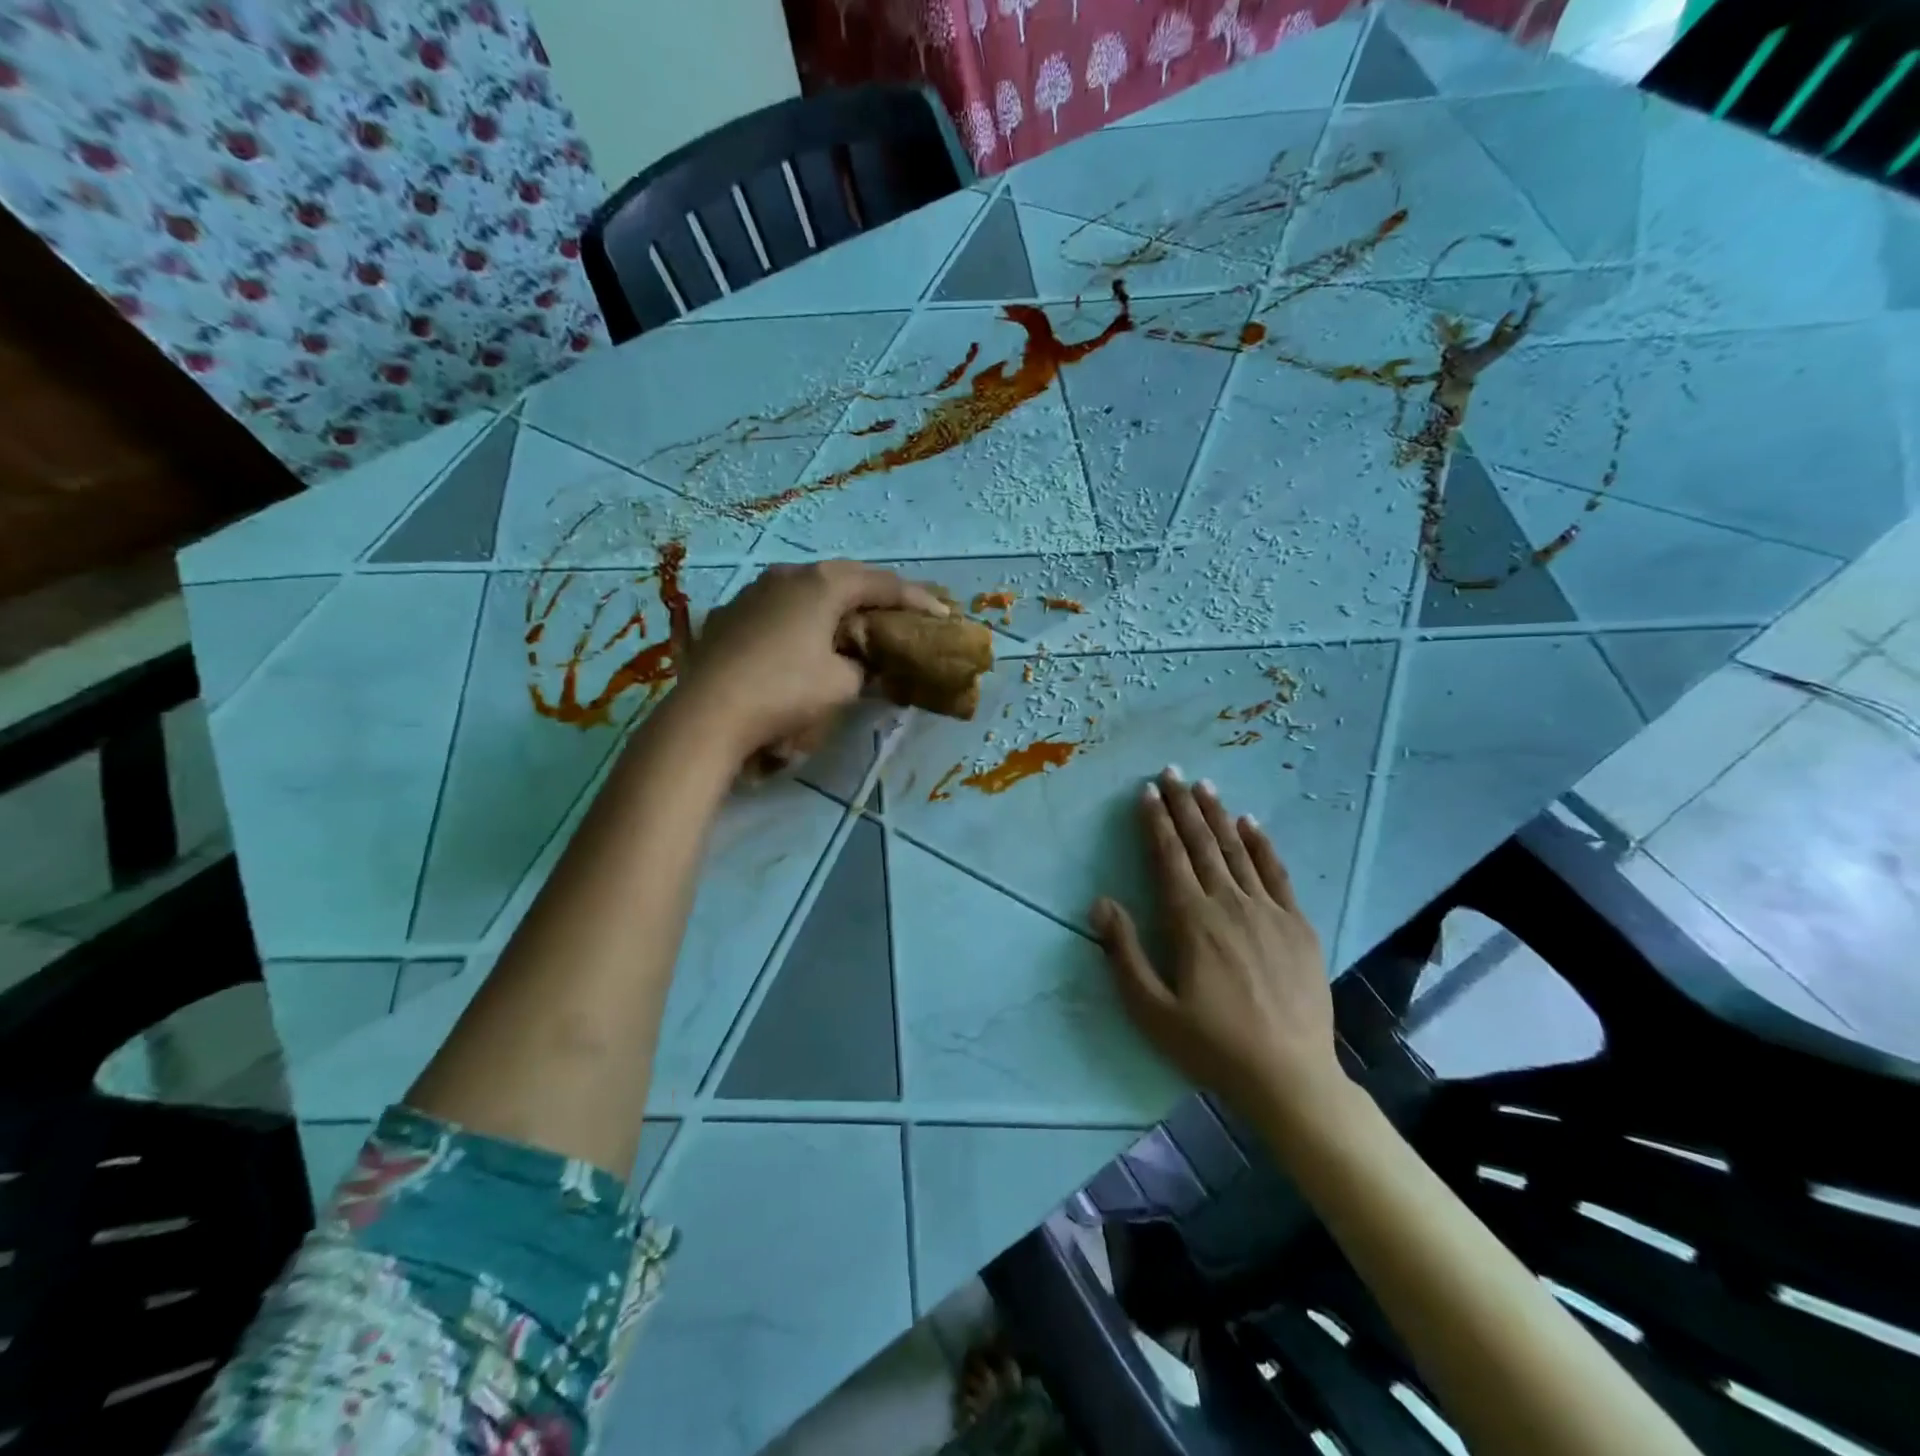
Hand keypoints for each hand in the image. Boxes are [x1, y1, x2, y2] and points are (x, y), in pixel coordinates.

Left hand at [675, 560, 946, 757]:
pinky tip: (805, 637)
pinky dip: (803, 616)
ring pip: (808, 588)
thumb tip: (863, 665)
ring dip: (835, 602)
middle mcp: (788, 575)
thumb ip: (864, 669)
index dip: (916, 599)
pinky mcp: (731, 612)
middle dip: (875, 594)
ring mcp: (754, 590)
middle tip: (901, 612)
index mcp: (823, 584)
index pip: (882, 585)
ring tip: (854, 621)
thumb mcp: (841, 685)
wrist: (708, 713)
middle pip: (844, 578)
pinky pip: (780, 606)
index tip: (942, 613)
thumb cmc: (785, 692)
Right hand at [1090, 769, 1344, 1120]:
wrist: (1290, 1078)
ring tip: (1204, 786)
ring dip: (1218, 815)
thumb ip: (1124, 952)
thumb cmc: (1212, 1045)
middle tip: (1170, 771)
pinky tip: (1251, 824)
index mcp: (1191, 921)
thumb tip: (1101, 903)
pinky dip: (1262, 845)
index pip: (1168, 858)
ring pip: (1237, 851)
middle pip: (1201, 844)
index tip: (1146, 792)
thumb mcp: (1152, 1009)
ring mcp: (1268, 912)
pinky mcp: (1297, 926)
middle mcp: (1228, 905)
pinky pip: (1277, 874)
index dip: (1155, 822)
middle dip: (1183, 805)